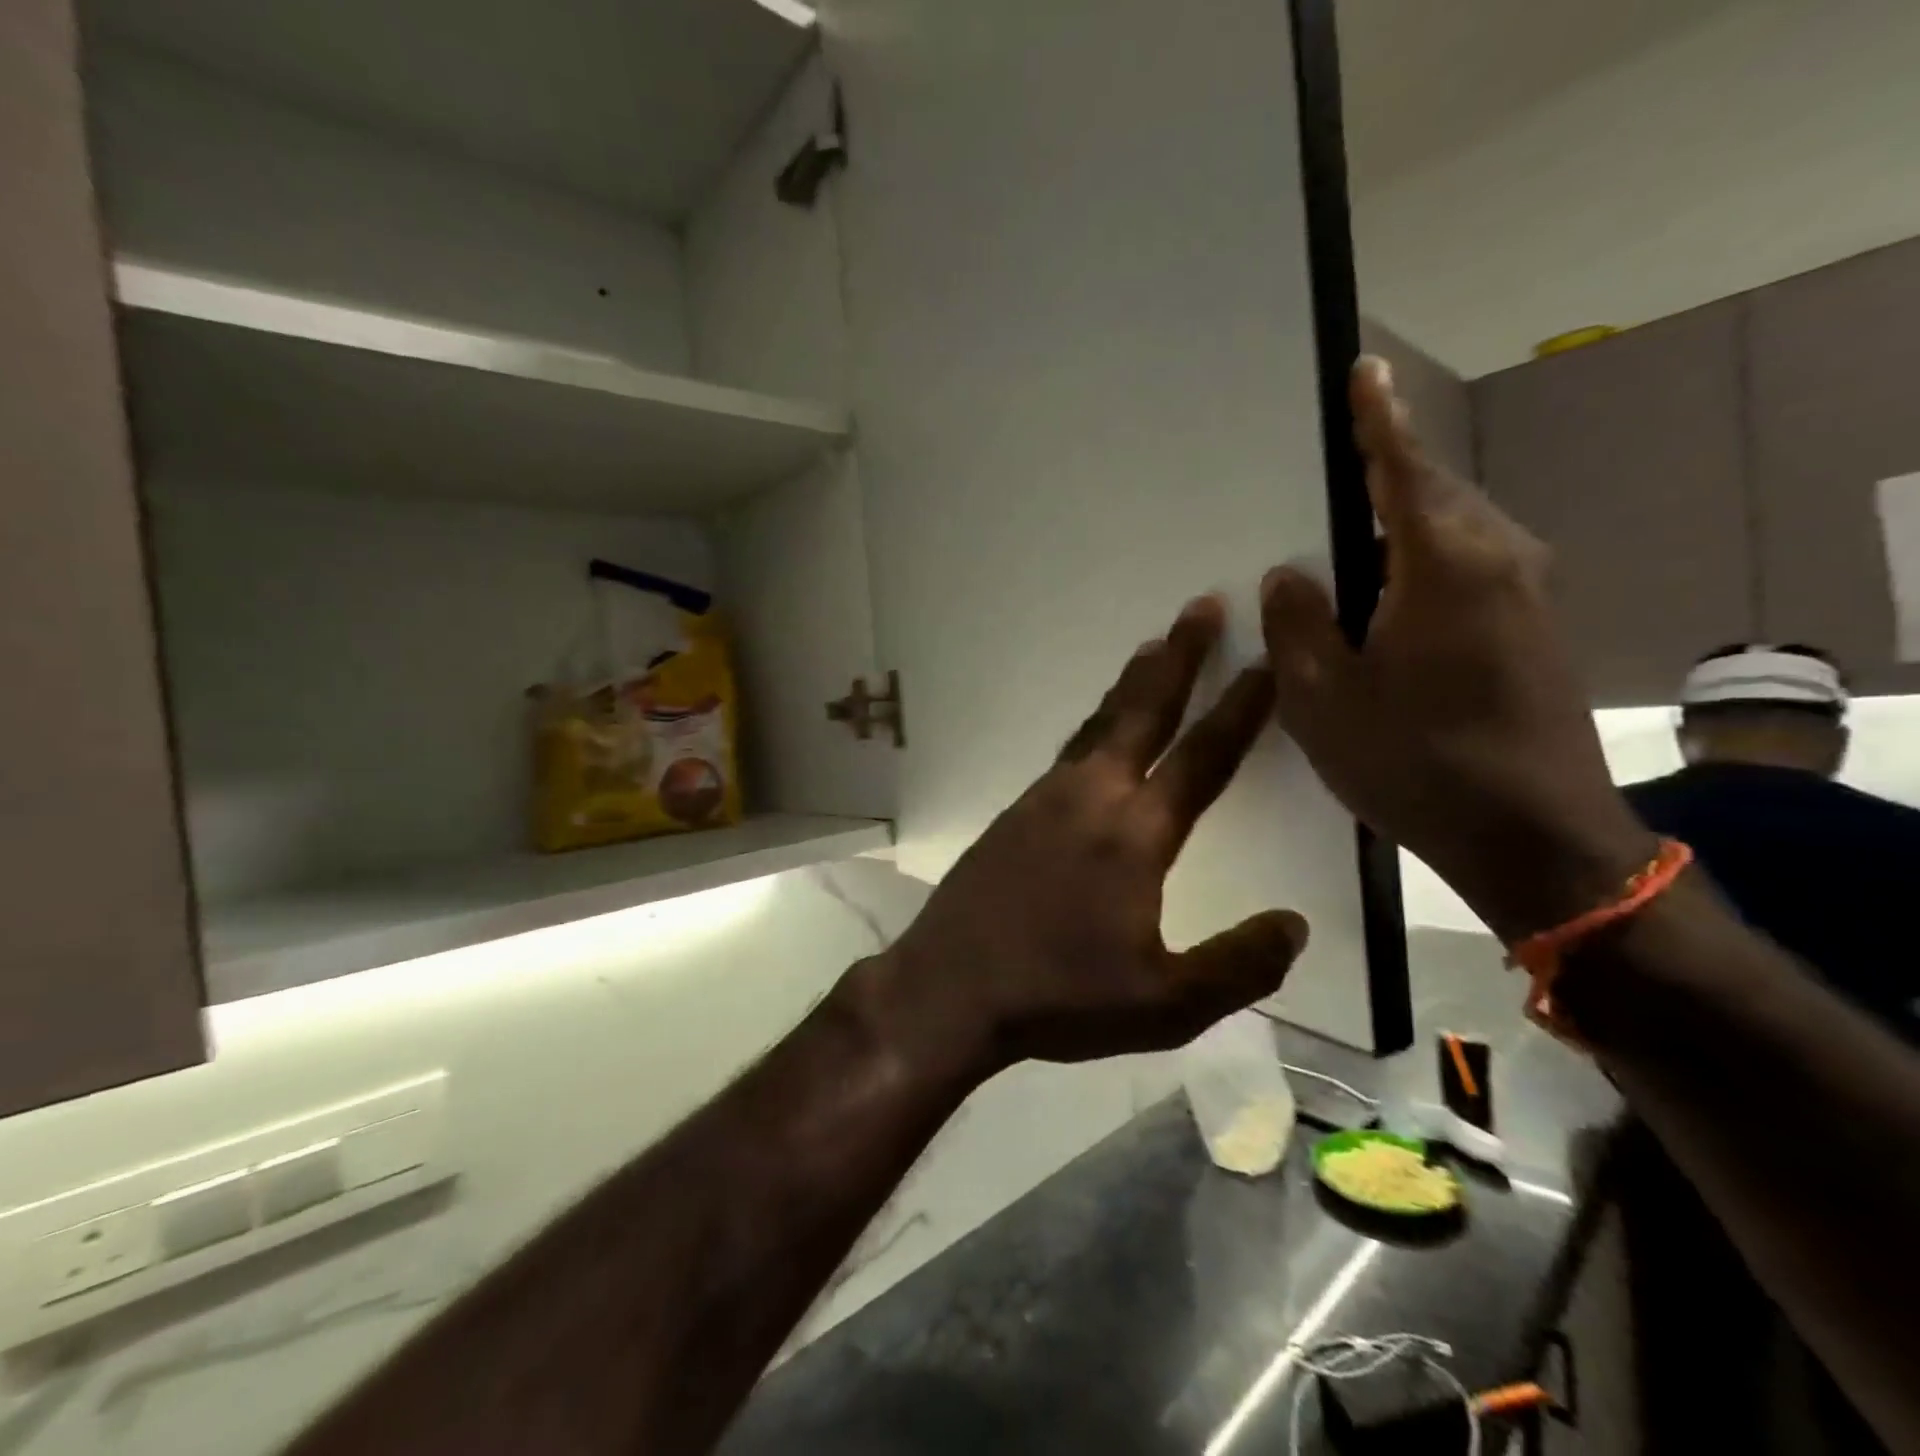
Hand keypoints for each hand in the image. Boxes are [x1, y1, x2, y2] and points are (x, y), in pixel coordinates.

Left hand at [871, 597, 1307, 1075]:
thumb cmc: (1060, 997)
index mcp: (1135, 833)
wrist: (951, 988)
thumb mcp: (1167, 1005)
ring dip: (1132, 685)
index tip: (1265, 663)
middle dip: (1178, 657)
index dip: (1239, 710)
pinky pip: (1069, 752)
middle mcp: (1090, 796)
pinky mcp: (1014, 813)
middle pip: (1142, 711)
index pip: (1201, 758)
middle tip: (1201, 607)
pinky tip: (1099, 737)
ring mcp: (1044, 799)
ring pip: (1099, 725)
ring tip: (1154, 650)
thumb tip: (1293, 926)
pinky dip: (1096, 726)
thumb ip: (1239, 965)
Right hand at [1259, 358, 1654, 941]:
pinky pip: (1469, 571)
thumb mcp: (1324, 699)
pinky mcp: (1535, 630)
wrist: (1534, 837)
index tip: (1366, 369)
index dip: (1380, 420)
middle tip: (1328, 485)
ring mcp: (1528, 596)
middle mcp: (1499, 561)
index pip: (1405, 470)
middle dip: (1384, 480)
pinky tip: (1386, 603)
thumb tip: (1289, 575)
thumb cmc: (1416, 763)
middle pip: (1433, 497)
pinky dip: (1422, 568)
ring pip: (1453, 535)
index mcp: (1443, 565)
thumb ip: (1298, 624)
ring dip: (1401, 531)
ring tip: (1346, 551)